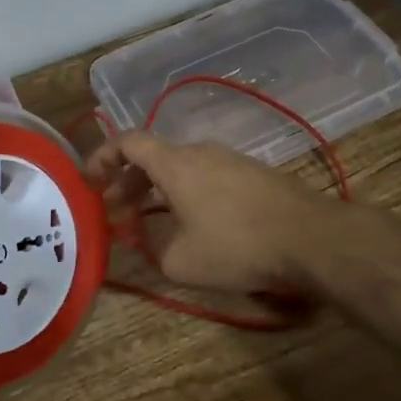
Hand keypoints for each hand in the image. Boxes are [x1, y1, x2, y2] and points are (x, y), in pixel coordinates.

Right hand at [84, 133, 337, 295]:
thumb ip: (151, 246)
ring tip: (152, 220)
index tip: (89, 179)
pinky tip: (193, 223)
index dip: (103, 156)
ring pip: (181, 167)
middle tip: (116, 210)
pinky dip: (187, 193)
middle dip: (128, 181)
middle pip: (154, 156)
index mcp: (175, 163)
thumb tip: (144, 238)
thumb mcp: (180, 259)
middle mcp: (201, 151)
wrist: (310, 238)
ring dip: (158, 189)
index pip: (128, 142)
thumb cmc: (237, 246)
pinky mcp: (254, 174)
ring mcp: (231, 160)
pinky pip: (207, 176)